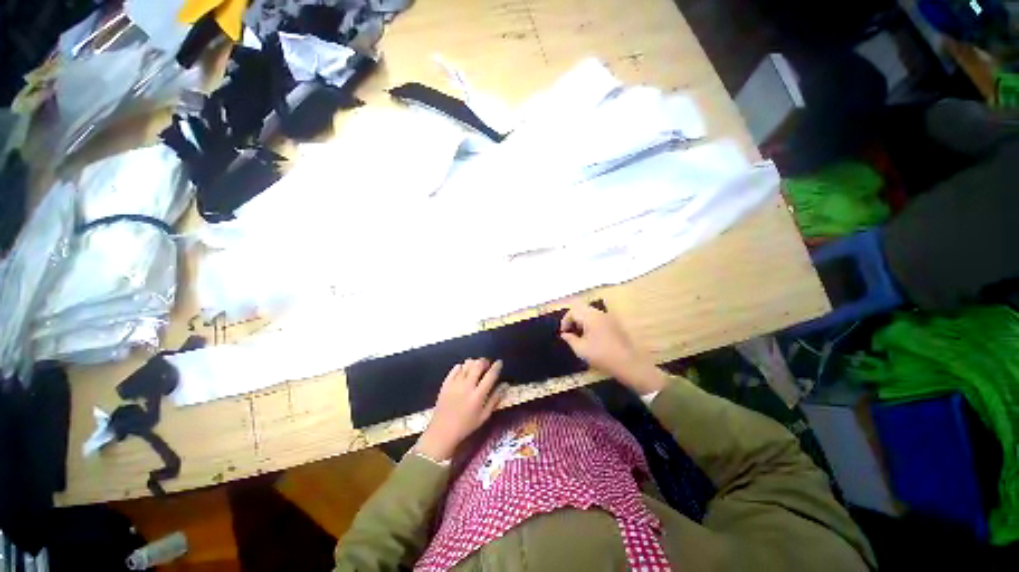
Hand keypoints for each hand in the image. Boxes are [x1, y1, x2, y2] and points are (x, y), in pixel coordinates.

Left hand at [416, 359, 506, 461]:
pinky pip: (455, 368)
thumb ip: (494, 400)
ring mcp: (455, 383)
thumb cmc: (466, 426)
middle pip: (478, 365)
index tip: (499, 362)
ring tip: (476, 367)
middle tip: (487, 364)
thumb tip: (504, 386)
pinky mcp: (446, 383)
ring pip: (467, 364)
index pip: (490, 375)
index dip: (496, 366)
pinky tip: (464, 371)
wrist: (442, 431)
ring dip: (474, 363)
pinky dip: (462, 367)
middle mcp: (467, 386)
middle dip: (485, 361)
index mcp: (478, 395)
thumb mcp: (484, 416)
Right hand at [560, 305, 666, 394]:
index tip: (563, 333)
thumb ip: (570, 339)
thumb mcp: (580, 349)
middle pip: (581, 309)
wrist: (628, 363)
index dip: (565, 321)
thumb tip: (564, 334)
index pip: (573, 311)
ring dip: (582, 321)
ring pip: (590, 312)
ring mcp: (609, 318)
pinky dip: (591, 323)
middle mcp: (600, 313)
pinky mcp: (615, 324)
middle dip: (573, 319)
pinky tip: (592, 337)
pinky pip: (599, 318)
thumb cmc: (601, 356)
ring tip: (580, 335)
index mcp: (590, 317)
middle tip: (570, 332)